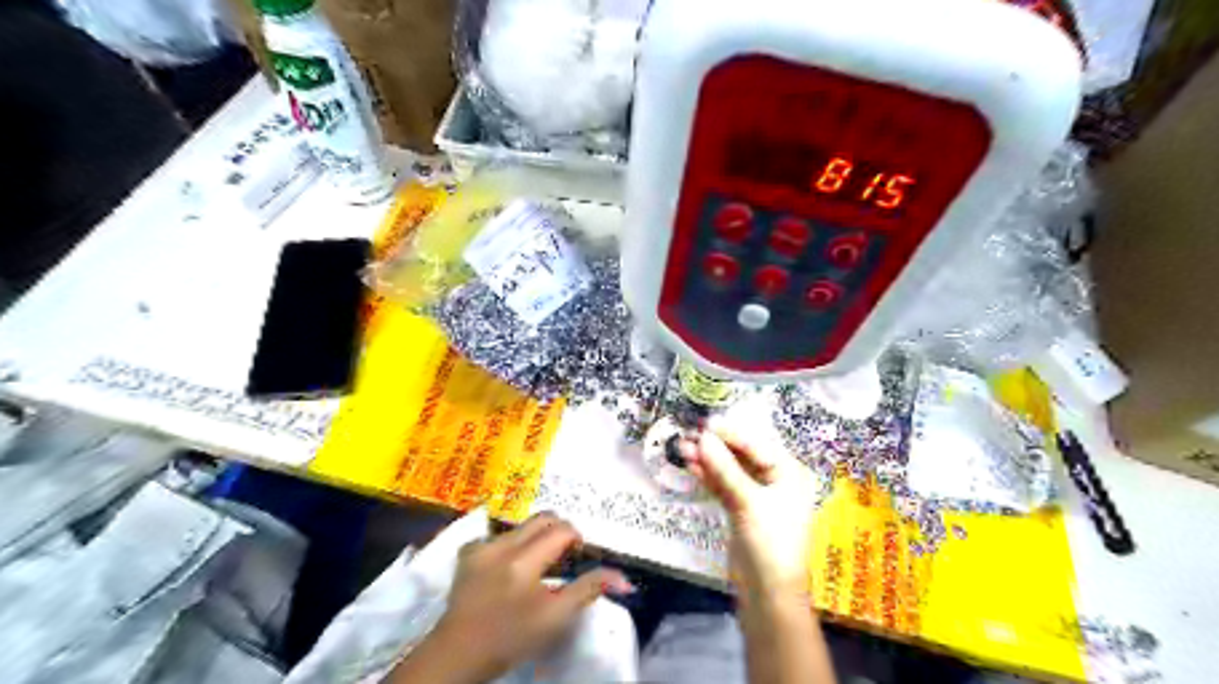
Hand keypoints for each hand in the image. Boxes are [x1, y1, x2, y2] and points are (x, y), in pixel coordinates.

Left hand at [400, 511, 632, 681]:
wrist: (459, 653)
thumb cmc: (512, 637)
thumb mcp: (555, 617)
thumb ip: (588, 589)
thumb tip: (622, 577)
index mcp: (524, 560)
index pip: (563, 530)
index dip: (576, 539)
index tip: (577, 558)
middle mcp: (502, 544)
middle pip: (543, 518)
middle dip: (558, 531)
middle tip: (562, 557)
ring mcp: (482, 546)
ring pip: (521, 526)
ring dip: (535, 539)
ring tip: (535, 566)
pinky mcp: (468, 552)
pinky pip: (498, 536)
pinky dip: (510, 546)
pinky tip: (506, 567)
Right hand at [677, 417, 818, 603]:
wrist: (768, 594)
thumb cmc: (770, 543)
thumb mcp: (748, 502)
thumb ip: (724, 468)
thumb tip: (701, 437)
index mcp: (789, 472)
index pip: (757, 443)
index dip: (730, 432)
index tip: (704, 423)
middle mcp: (775, 479)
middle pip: (742, 454)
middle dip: (715, 445)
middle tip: (688, 434)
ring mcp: (757, 495)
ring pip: (730, 469)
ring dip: (707, 460)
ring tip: (681, 448)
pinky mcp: (741, 509)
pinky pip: (724, 485)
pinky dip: (708, 476)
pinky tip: (690, 466)